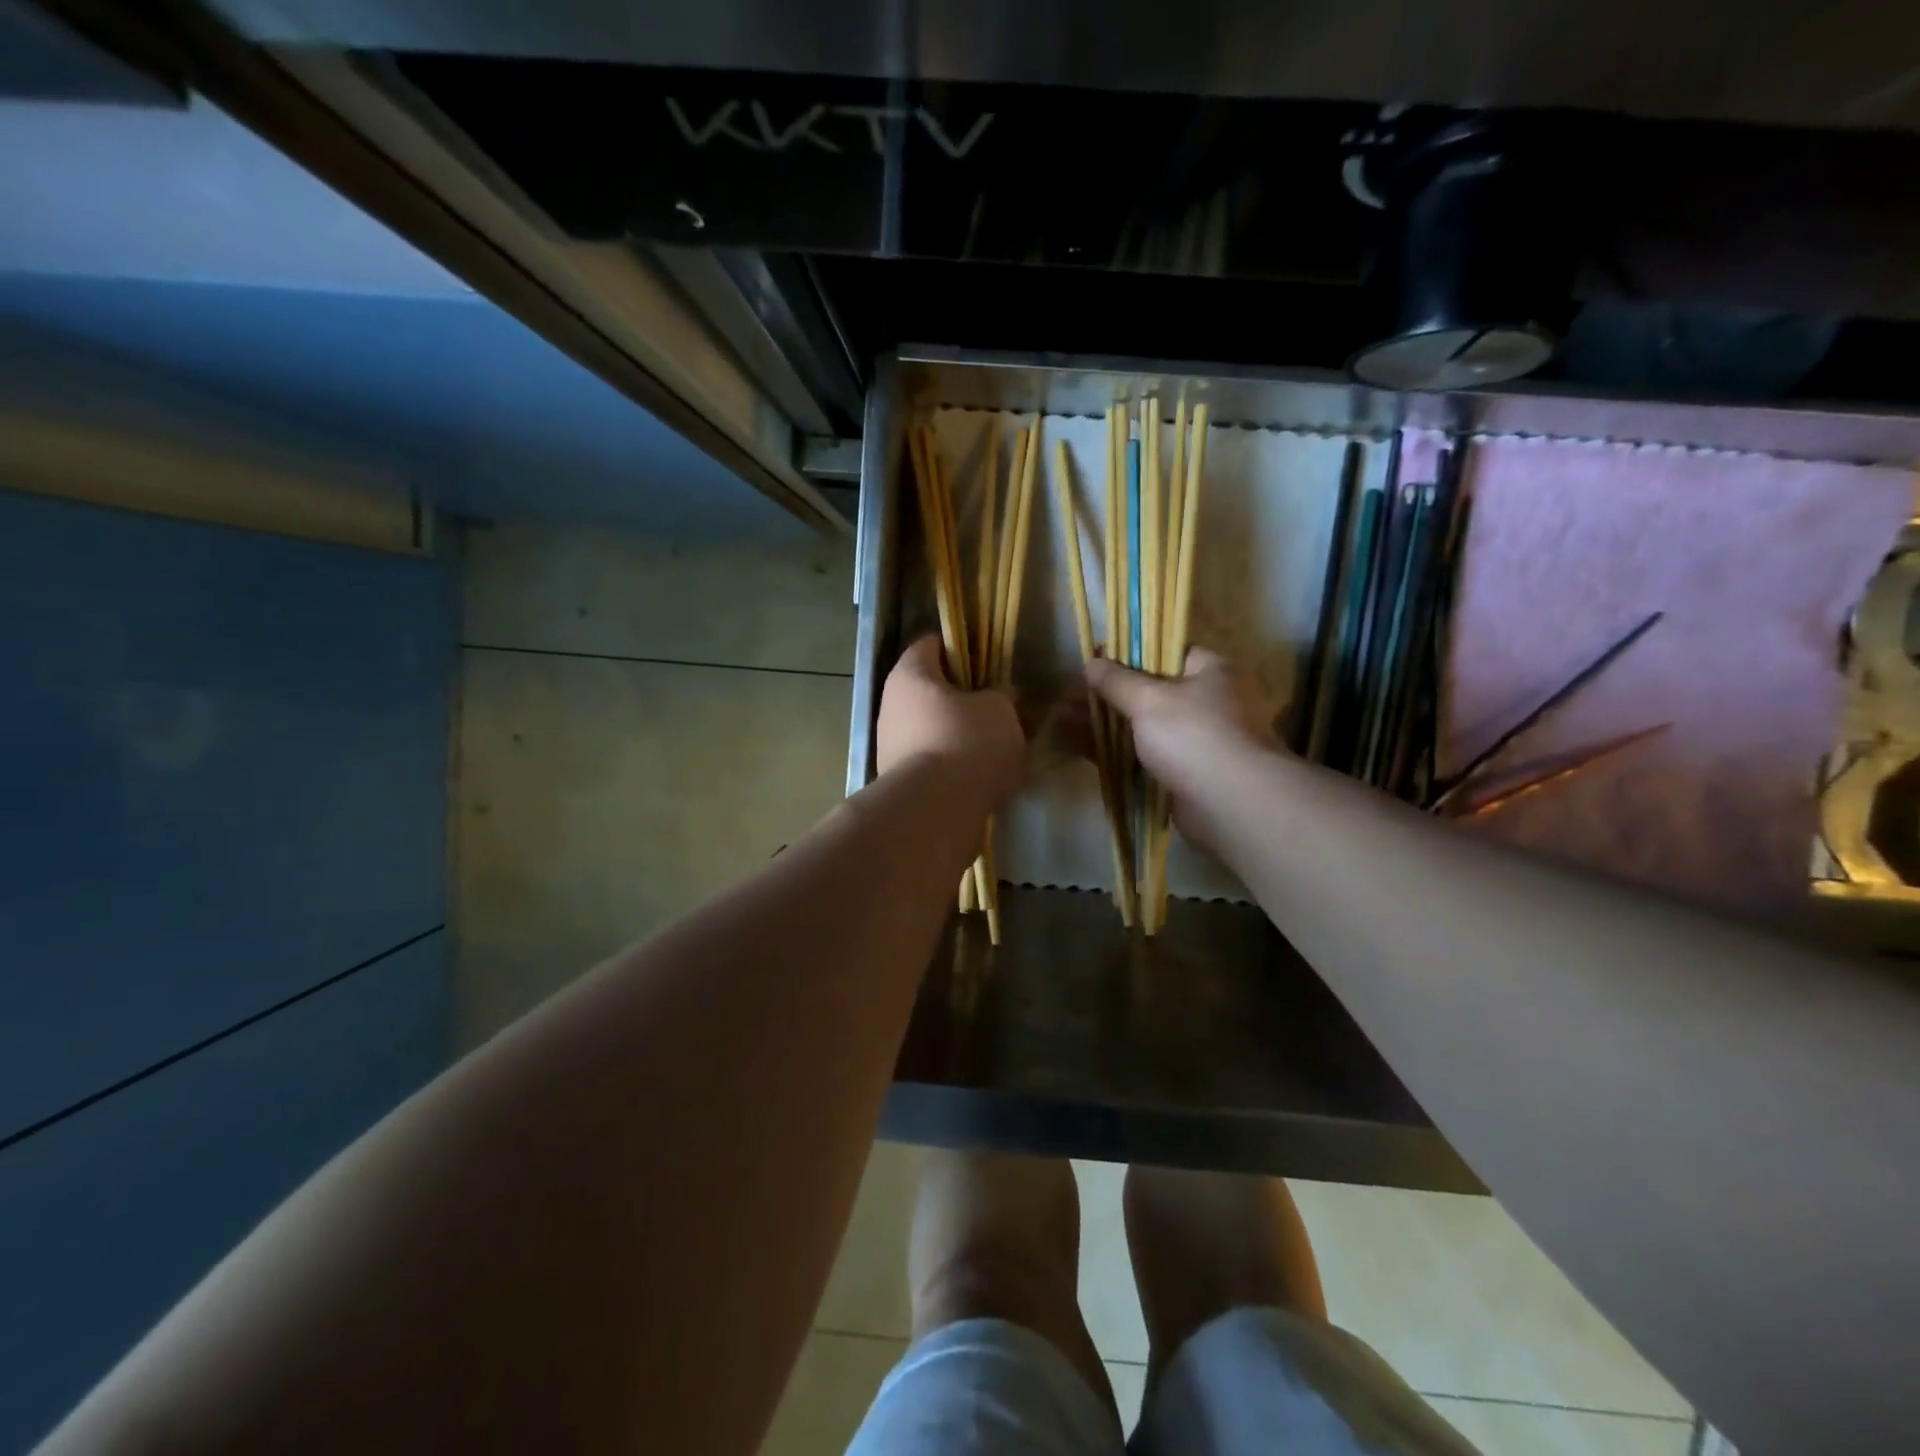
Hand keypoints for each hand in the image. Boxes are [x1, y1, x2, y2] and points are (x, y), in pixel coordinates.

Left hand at [877, 636, 1025, 806]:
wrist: (936, 811)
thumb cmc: (966, 741)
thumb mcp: (1000, 709)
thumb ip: (1003, 695)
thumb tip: (1002, 695)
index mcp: (910, 674)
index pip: (932, 644)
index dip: (963, 647)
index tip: (991, 662)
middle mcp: (893, 705)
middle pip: (935, 691)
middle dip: (971, 699)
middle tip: (1005, 708)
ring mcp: (893, 745)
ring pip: (939, 728)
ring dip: (969, 735)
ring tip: (1006, 747)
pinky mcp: (903, 780)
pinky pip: (938, 760)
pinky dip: (960, 764)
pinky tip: (990, 776)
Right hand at [1086, 647, 1280, 841]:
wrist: (1232, 805)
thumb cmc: (1194, 736)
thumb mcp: (1150, 699)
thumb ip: (1118, 681)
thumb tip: (1092, 662)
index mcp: (1207, 670)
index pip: (1163, 651)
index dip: (1125, 654)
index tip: (1092, 661)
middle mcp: (1203, 701)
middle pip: (1146, 690)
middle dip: (1104, 693)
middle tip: (1067, 696)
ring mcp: (1192, 739)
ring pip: (1139, 725)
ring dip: (1102, 722)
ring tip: (1061, 719)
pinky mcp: (1180, 772)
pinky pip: (1139, 754)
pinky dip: (1111, 750)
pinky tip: (1077, 745)